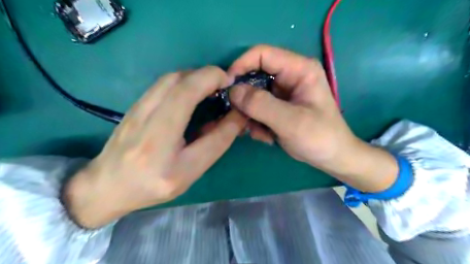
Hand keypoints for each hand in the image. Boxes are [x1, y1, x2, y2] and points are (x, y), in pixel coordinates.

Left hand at [64, 66, 246, 228]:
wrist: (107, 186)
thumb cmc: (153, 185)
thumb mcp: (191, 172)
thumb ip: (216, 143)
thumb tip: (236, 116)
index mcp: (160, 141)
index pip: (190, 98)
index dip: (214, 83)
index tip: (231, 86)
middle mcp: (145, 118)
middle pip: (179, 80)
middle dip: (208, 75)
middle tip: (224, 86)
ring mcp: (136, 108)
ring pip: (170, 77)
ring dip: (196, 76)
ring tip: (211, 88)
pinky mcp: (135, 104)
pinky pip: (163, 83)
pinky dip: (185, 81)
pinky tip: (192, 93)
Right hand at [227, 46, 394, 191]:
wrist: (331, 157)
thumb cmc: (319, 137)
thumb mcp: (291, 122)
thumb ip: (261, 105)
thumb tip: (232, 91)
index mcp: (298, 69)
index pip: (262, 54)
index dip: (240, 66)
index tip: (226, 87)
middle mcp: (289, 76)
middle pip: (254, 76)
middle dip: (244, 98)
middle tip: (240, 118)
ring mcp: (282, 92)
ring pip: (252, 95)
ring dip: (250, 115)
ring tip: (260, 133)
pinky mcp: (278, 106)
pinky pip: (257, 108)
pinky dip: (256, 122)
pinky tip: (267, 137)